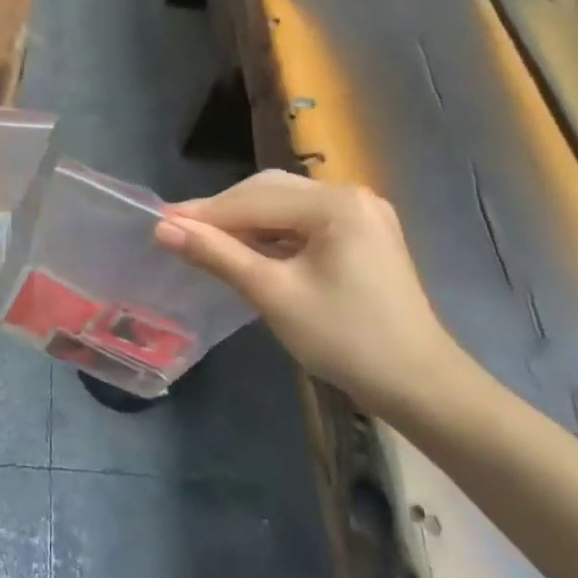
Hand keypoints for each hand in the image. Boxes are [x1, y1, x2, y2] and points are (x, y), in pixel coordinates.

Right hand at [155, 170, 465, 407]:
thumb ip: (217, 255)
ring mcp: (361, 216)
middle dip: (223, 214)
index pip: (253, 199)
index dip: (203, 213)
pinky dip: (271, 236)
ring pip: (285, 208)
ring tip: (203, 243)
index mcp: (335, 204)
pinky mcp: (362, 237)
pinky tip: (247, 252)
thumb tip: (163, 229)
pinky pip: (304, 225)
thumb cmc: (345, 338)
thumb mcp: (273, 294)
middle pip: (270, 193)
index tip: (158, 223)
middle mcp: (350, 196)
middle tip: (177, 233)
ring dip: (245, 224)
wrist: (418, 384)